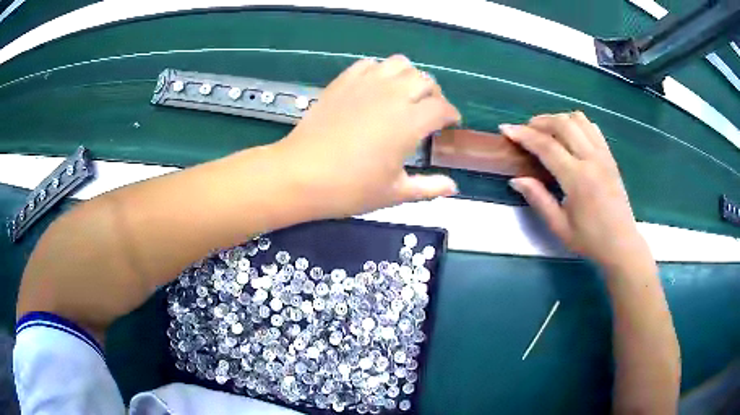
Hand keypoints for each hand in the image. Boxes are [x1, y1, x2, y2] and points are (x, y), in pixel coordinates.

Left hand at [276, 55, 460, 217]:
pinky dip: (379, 71)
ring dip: (409, 76)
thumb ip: (428, 187)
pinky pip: (369, 64)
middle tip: (429, 110)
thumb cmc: (350, 188)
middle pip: (425, 80)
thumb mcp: (395, 193)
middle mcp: (393, 95)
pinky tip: (375, 87)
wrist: (301, 174)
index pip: (442, 107)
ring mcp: (366, 84)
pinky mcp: (343, 81)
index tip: (450, 123)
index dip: (451, 114)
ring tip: (404, 94)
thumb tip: (453, 187)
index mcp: (410, 122)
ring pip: (400, 64)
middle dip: (433, 94)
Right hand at [501, 112, 648, 267]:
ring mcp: (603, 155)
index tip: (506, 129)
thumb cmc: (589, 240)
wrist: (621, 244)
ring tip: (547, 132)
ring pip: (578, 120)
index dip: (523, 135)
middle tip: (526, 130)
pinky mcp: (610, 156)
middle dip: (539, 121)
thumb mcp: (559, 227)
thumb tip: (516, 179)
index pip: (546, 146)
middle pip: (562, 123)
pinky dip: (577, 124)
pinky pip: (592, 128)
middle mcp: (591, 160)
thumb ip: (538, 199)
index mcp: (577, 179)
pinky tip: (569, 136)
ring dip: (558, 120)